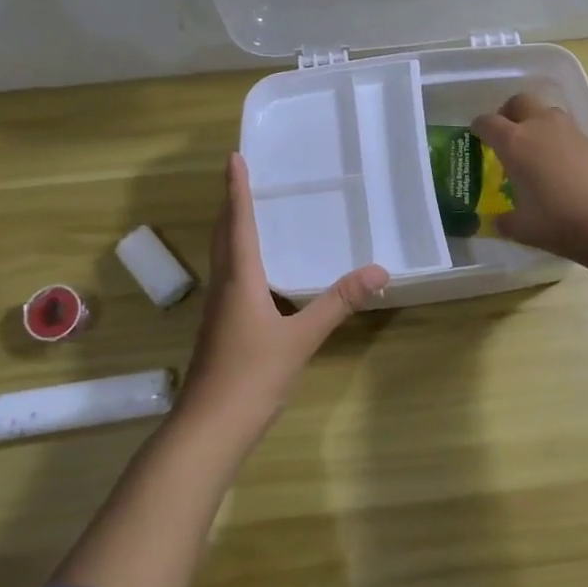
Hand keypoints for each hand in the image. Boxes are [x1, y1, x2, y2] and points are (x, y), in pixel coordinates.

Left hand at [178, 152, 387, 442]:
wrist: (208, 429)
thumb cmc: (252, 376)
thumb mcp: (301, 338)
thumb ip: (338, 303)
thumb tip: (378, 271)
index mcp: (239, 280)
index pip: (238, 223)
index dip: (237, 189)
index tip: (234, 157)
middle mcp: (224, 288)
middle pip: (223, 236)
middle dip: (231, 205)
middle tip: (241, 178)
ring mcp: (218, 311)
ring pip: (222, 258)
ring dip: (231, 231)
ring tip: (248, 214)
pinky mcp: (220, 330)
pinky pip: (229, 279)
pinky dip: (239, 259)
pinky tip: (256, 273)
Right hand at [470, 92, 587, 263]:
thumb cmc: (561, 221)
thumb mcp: (524, 228)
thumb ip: (505, 221)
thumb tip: (497, 222)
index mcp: (514, 142)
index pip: (488, 123)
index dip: (479, 127)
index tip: (476, 135)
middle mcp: (540, 127)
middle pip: (519, 102)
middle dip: (508, 113)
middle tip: (505, 133)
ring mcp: (570, 131)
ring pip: (546, 112)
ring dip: (535, 123)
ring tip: (533, 151)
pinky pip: (566, 131)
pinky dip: (556, 140)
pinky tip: (559, 166)